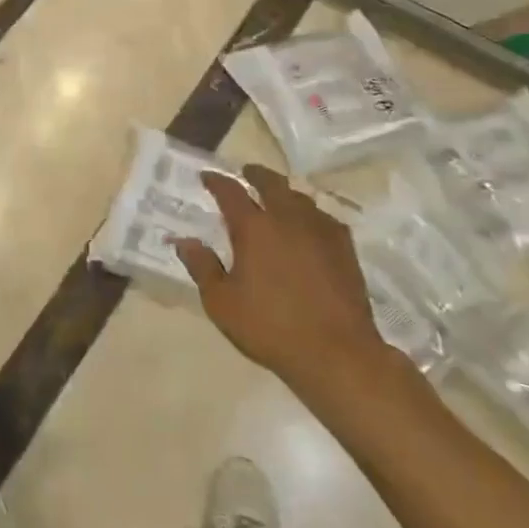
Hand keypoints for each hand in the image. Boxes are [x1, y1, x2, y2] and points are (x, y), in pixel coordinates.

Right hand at [174, 163, 396, 394]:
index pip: (230, 191)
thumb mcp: (222, 303)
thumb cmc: (271, 328)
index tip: (206, 176)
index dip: (216, 180)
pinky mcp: (344, 248)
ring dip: (284, 193)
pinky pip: (324, 218)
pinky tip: (309, 228)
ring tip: (277, 199)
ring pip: (300, 197)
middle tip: (246, 173)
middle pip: (271, 182)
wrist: (337, 353)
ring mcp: (320, 231)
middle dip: (256, 174)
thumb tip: (184, 241)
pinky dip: (311, 215)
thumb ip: (202, 267)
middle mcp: (287, 218)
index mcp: (254, 227)